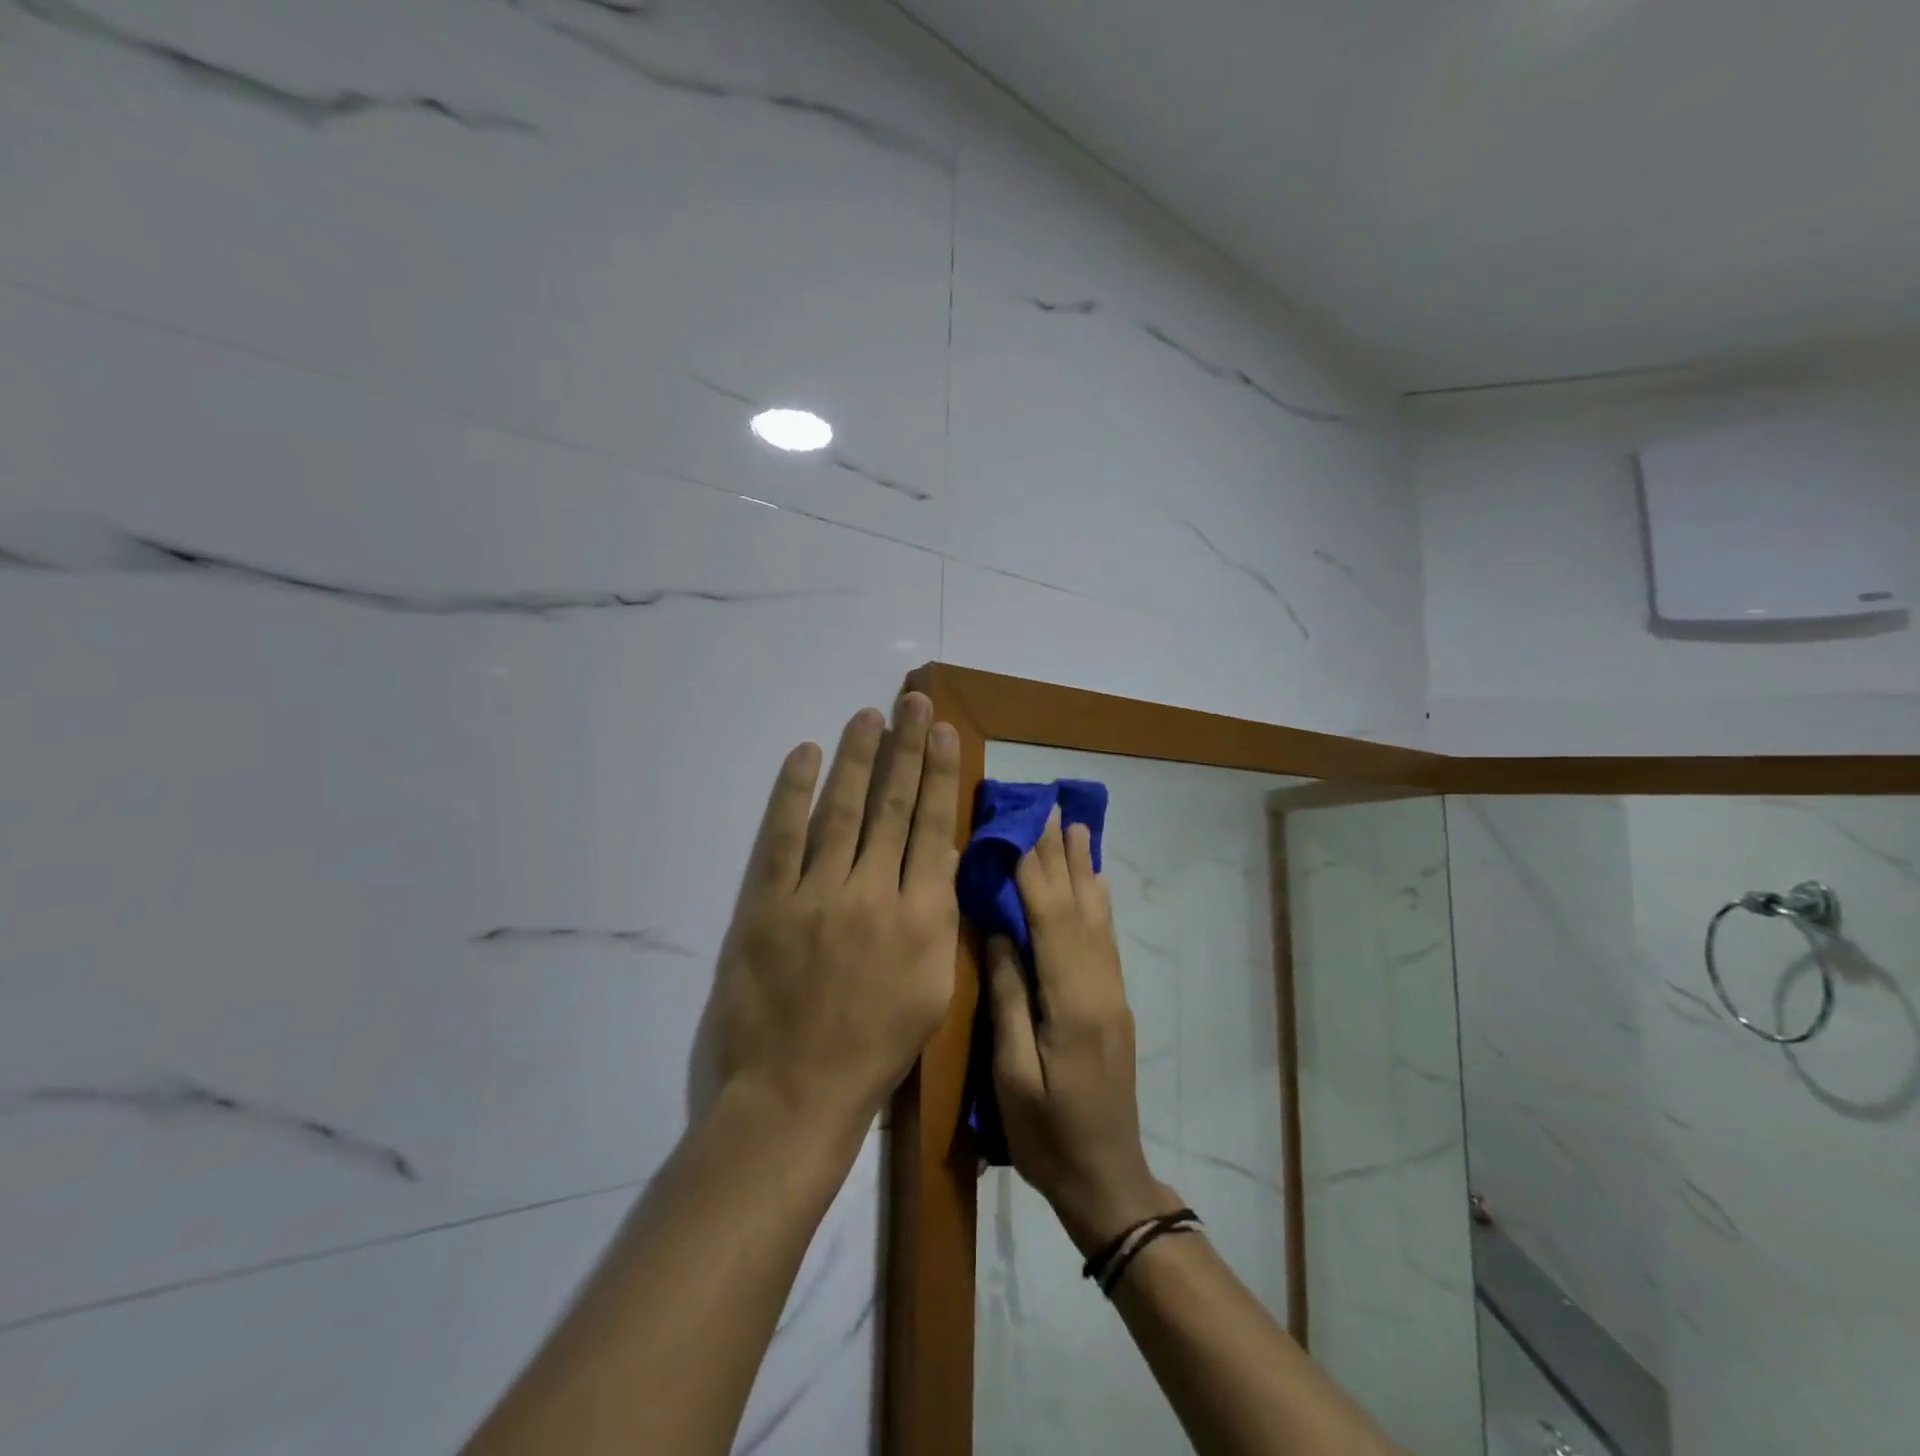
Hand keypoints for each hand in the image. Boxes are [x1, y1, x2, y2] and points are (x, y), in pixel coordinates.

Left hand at [709, 694, 960, 1138]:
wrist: (797, 1091)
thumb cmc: (876, 1047)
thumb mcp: (933, 988)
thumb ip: (939, 918)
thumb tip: (940, 856)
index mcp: (919, 916)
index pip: (931, 827)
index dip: (937, 773)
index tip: (942, 731)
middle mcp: (872, 893)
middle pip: (890, 806)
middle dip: (904, 749)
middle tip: (912, 701)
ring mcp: (816, 895)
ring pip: (840, 810)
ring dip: (855, 758)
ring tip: (867, 717)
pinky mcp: (766, 904)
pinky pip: (781, 838)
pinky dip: (793, 793)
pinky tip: (805, 755)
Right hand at [987, 810, 1179, 1252]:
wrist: (1108, 1179)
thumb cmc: (1047, 1136)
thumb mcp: (1012, 1074)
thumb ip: (1008, 998)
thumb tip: (998, 932)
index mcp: (1070, 1002)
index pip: (1049, 919)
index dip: (1034, 870)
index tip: (1021, 825)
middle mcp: (1099, 986)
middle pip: (1078, 907)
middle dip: (1061, 856)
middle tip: (1051, 808)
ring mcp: (1111, 994)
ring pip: (1096, 917)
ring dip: (1083, 869)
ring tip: (1076, 827)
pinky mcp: (1113, 1004)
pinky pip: (1106, 939)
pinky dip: (1098, 901)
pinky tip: (1096, 882)